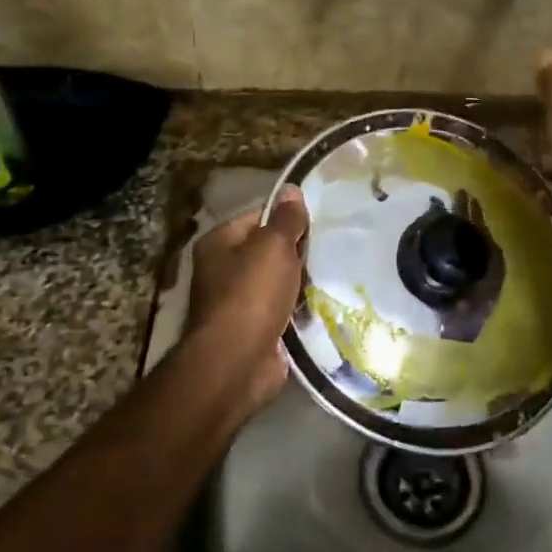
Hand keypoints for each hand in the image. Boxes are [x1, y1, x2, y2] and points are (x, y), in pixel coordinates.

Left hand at [184, 187, 309, 413]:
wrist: (238, 361)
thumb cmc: (251, 294)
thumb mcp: (273, 247)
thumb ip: (286, 219)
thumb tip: (291, 189)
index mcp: (219, 243)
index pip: (258, 218)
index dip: (286, 219)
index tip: (317, 224)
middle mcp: (223, 270)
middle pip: (268, 251)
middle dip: (297, 253)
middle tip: (330, 250)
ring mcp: (237, 303)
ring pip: (278, 283)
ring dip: (301, 283)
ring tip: (332, 275)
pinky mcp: (255, 330)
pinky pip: (283, 311)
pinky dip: (299, 310)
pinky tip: (322, 305)